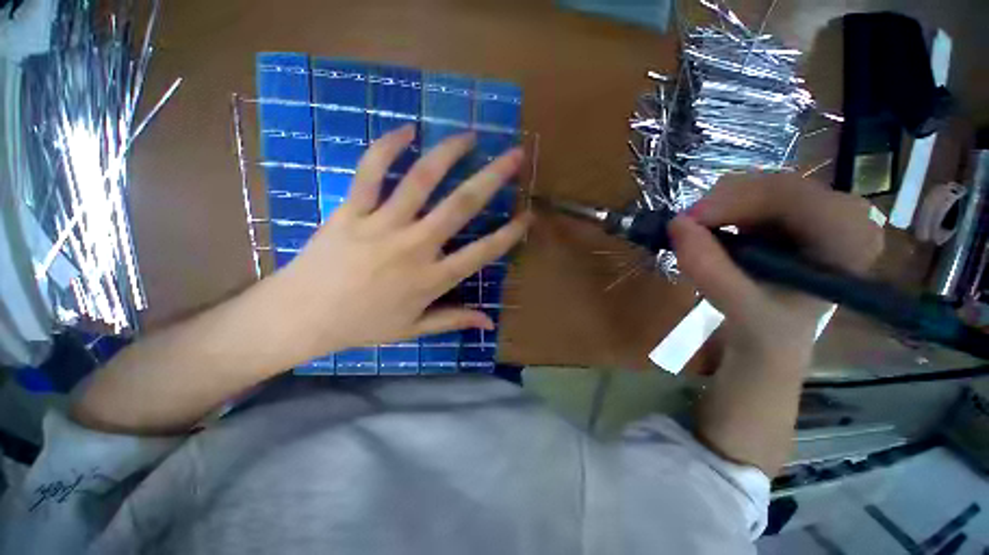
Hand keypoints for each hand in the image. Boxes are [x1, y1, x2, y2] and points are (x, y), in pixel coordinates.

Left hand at [262, 125, 529, 365]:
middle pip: (460, 206)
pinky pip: (369, 173)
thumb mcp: (413, 330)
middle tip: (514, 156)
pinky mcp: (351, 212)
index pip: (482, 252)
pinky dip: (386, 147)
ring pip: (420, 181)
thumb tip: (489, 322)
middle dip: (492, 178)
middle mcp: (414, 247)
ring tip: (469, 135)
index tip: (527, 215)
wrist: (301, 317)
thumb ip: (453, 321)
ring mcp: (381, 226)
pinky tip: (406, 129)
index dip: (509, 234)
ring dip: (448, 153)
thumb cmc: (362, 326)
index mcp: (431, 279)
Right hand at [668, 174, 883, 363]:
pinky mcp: (791, 208)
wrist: (773, 331)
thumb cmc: (769, 329)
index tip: (690, 222)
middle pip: (772, 185)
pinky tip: (713, 231)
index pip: (794, 196)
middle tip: (684, 228)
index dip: (736, 201)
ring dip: (717, 207)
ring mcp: (817, 206)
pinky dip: (720, 210)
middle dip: (722, 204)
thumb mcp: (741, 309)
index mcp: (850, 239)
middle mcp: (842, 213)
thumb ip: (710, 270)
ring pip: (757, 185)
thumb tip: (675, 224)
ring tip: (697, 235)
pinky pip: (749, 193)